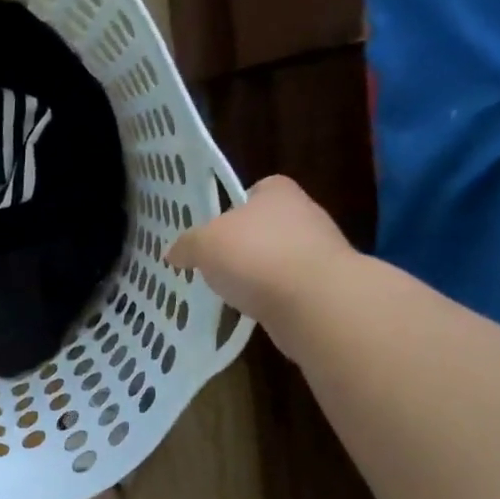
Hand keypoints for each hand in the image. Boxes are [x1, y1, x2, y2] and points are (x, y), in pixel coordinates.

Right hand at [167, 176, 354, 356]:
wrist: (314, 301)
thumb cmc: (256, 255)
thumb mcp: (204, 244)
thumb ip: (187, 245)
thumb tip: (174, 253)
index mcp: (277, 191)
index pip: (255, 189)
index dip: (233, 207)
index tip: (215, 230)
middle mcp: (304, 213)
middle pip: (265, 225)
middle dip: (243, 244)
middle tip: (215, 263)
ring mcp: (319, 250)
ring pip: (277, 258)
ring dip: (258, 273)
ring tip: (231, 291)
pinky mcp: (325, 285)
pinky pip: (288, 287)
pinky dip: (271, 297)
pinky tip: (254, 309)